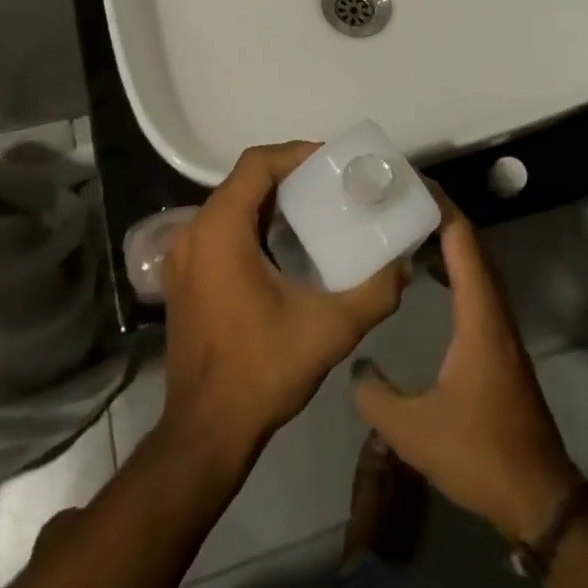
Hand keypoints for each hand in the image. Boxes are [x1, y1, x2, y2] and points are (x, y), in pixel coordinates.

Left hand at [160, 142, 408, 463]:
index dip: (295, 154)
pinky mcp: (183, 278)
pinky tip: (284, 246)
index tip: (332, 162)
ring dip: (269, 201)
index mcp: (220, 230)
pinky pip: (219, 230)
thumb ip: (374, 292)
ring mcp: (182, 255)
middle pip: (243, 181)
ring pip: (230, 205)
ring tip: (314, 209)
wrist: (205, 433)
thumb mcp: (329, 330)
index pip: (256, 164)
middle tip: (330, 184)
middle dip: (287, 175)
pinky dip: (251, 225)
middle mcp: (194, 231)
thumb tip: (404, 264)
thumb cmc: (262, 372)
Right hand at [351, 187, 581, 542]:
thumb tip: (355, 364)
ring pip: (477, 266)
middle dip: (440, 214)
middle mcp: (495, 312)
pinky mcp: (500, 345)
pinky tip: (429, 276)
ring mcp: (501, 328)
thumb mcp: (414, 430)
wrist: (538, 498)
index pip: (463, 241)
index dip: (440, 206)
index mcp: (479, 316)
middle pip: (472, 245)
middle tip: (400, 199)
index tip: (410, 183)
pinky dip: (454, 267)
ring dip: (447, 241)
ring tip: (408, 228)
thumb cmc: (479, 453)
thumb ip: (376, 395)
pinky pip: (477, 287)